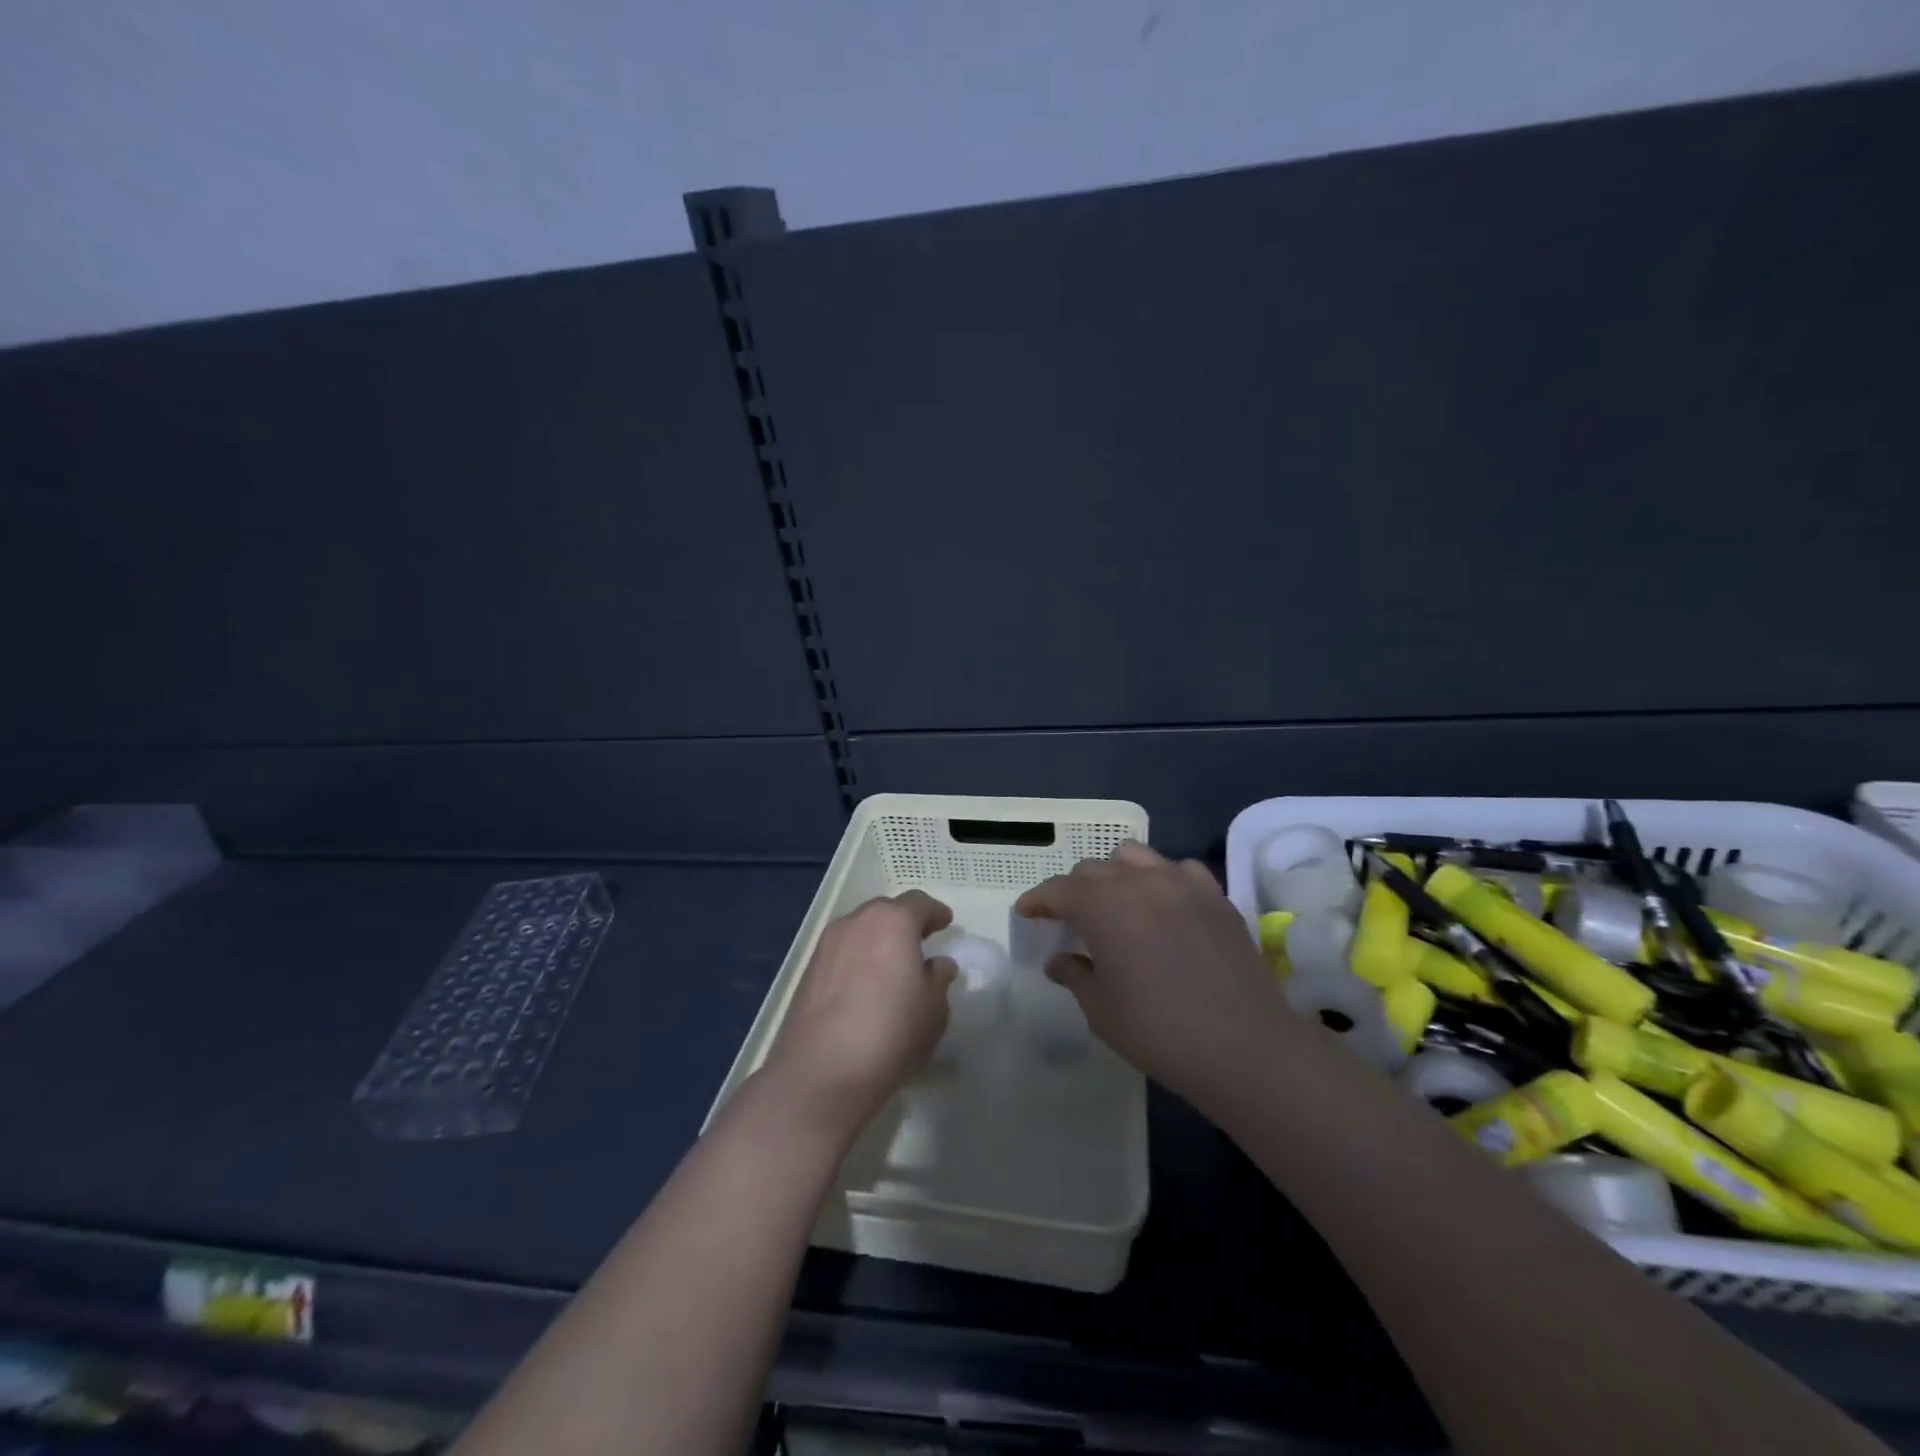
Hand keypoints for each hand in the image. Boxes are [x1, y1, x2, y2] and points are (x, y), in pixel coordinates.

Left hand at [761, 890, 958, 1134]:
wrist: (823, 1072)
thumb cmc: (892, 1032)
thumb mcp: (934, 1008)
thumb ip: (938, 979)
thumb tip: (937, 965)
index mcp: (892, 921)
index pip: (918, 903)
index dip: (935, 912)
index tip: (946, 923)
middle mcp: (856, 922)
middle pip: (885, 912)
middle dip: (904, 923)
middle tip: (920, 942)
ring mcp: (826, 945)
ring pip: (860, 931)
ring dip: (878, 941)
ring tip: (892, 966)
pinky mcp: (808, 971)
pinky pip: (842, 954)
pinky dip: (857, 960)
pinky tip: (865, 987)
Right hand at [1015, 841, 1290, 1115]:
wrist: (1245, 1047)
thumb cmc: (1159, 1032)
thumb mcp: (1101, 1011)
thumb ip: (1074, 975)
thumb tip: (1060, 959)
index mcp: (1103, 907)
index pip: (1059, 890)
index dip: (1038, 900)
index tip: (1026, 912)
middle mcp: (1139, 882)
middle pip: (1094, 870)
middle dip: (1074, 889)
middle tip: (1069, 918)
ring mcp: (1182, 884)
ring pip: (1135, 857)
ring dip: (1115, 874)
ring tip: (1116, 903)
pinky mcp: (1216, 896)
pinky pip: (1178, 870)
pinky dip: (1161, 879)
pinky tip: (1164, 905)